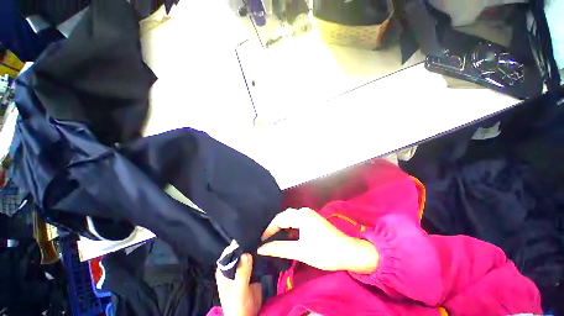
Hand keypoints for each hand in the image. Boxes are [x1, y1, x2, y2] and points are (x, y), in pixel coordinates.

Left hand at [216, 242, 261, 315]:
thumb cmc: (238, 307)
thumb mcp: (238, 292)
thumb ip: (241, 274)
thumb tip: (246, 254)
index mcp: (224, 269)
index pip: (230, 251)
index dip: (239, 244)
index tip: (250, 238)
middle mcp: (233, 265)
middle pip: (240, 249)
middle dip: (249, 244)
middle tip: (260, 239)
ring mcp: (243, 267)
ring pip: (249, 252)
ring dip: (256, 248)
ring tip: (264, 242)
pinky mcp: (252, 269)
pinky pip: (256, 258)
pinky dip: (261, 254)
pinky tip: (267, 249)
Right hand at [257, 208, 378, 273]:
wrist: (348, 252)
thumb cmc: (324, 252)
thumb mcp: (300, 251)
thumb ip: (279, 248)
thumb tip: (261, 248)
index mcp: (301, 215)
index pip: (279, 219)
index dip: (269, 229)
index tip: (261, 241)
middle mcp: (304, 211)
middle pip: (284, 217)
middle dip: (275, 227)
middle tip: (266, 240)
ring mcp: (309, 215)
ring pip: (291, 219)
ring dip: (282, 228)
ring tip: (274, 239)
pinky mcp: (313, 220)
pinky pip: (297, 221)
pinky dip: (290, 228)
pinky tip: (287, 237)